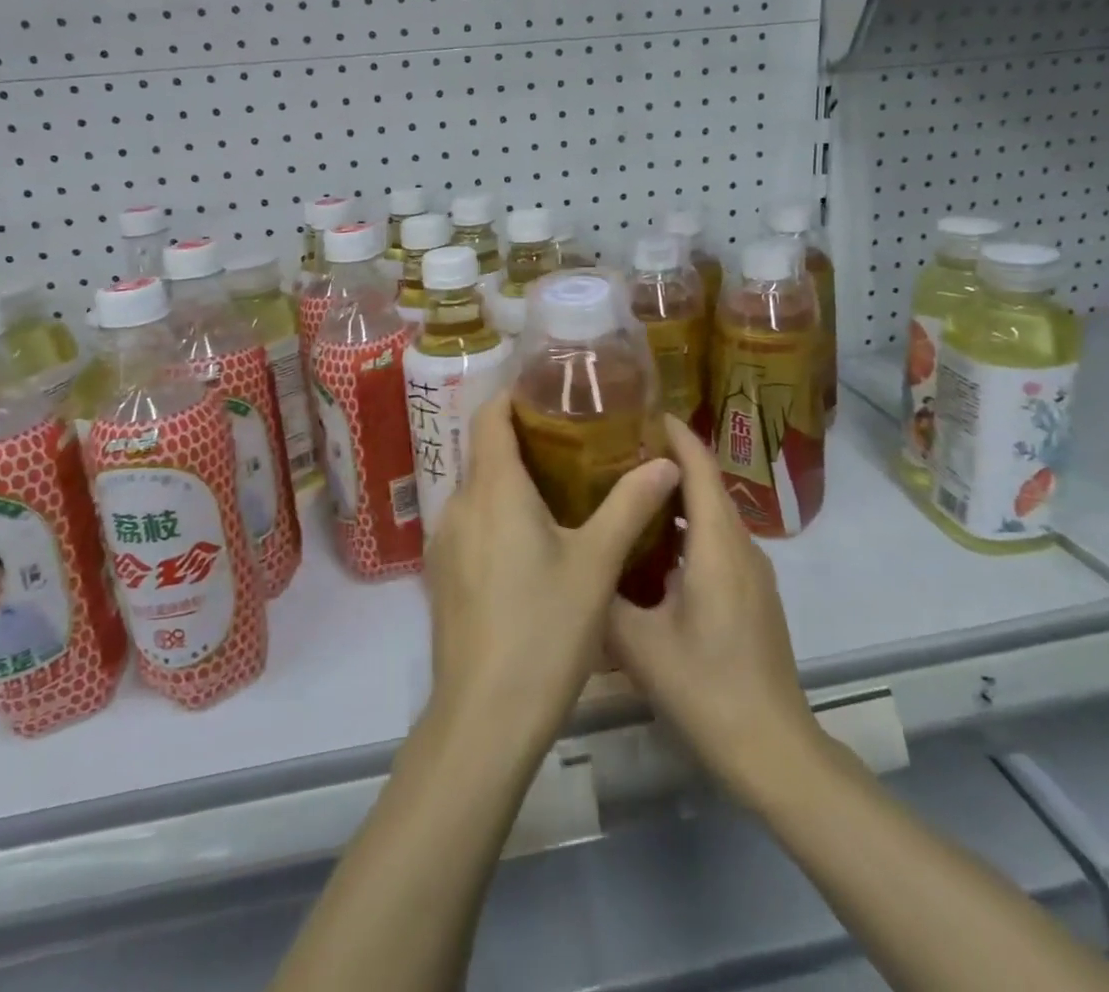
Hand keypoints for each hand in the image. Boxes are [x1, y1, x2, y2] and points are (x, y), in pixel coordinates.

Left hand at [424, 393, 680, 759]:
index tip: (552, 392)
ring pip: (477, 490)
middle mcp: (459, 504)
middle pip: (484, 451)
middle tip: (574, 441)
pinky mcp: (442, 574)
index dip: (516, 396)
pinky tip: (531, 542)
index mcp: (493, 489)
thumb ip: (630, 505)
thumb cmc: (545, 629)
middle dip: (523, 439)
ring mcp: (444, 541)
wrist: (484, 717)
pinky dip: (497, 515)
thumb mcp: (597, 564)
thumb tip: (666, 461)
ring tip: (560, 488)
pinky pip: (470, 523)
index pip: (490, 416)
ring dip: (511, 480)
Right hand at [608, 416, 817, 796]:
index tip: (637, 410)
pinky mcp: (752, 593)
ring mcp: (752, 571)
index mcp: (718, 544)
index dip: (674, 432)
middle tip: (613, 448)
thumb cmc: (707, 689)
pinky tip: (652, 546)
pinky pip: (717, 540)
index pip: (700, 466)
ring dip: (676, 494)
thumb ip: (602, 595)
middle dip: (667, 458)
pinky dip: (686, 526)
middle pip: (706, 483)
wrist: (775, 750)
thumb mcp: (638, 644)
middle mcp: (741, 545)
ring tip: (626, 489)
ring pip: (712, 513)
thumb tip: (571, 562)